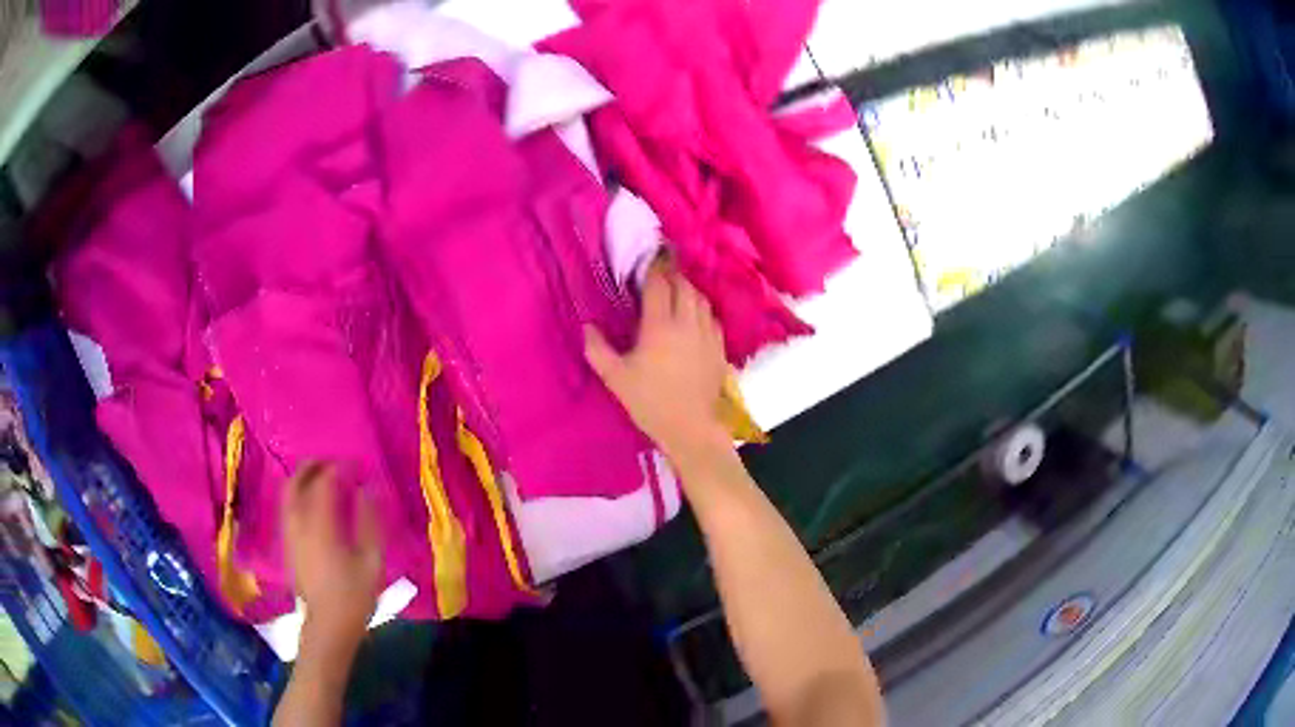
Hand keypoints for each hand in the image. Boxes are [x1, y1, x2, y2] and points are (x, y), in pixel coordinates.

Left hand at [282, 462, 381, 653]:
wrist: (328, 625)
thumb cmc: (354, 596)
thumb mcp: (371, 561)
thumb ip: (370, 523)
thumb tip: (368, 490)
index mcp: (320, 526)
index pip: (325, 483)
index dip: (340, 468)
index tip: (356, 465)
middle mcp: (299, 524)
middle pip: (297, 482)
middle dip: (313, 466)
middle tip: (332, 462)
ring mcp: (290, 534)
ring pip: (288, 494)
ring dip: (303, 479)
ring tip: (322, 478)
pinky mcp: (288, 544)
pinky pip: (288, 508)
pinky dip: (299, 495)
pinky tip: (313, 503)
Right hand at [584, 258, 731, 472]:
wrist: (692, 428)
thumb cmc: (650, 403)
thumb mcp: (615, 378)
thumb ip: (597, 349)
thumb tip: (588, 327)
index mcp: (660, 326)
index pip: (659, 284)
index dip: (653, 268)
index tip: (647, 258)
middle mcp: (687, 322)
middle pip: (683, 285)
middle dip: (671, 274)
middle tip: (659, 272)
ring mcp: (707, 334)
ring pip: (700, 298)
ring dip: (687, 288)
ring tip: (675, 290)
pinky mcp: (719, 347)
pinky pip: (711, 316)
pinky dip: (700, 308)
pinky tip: (693, 316)